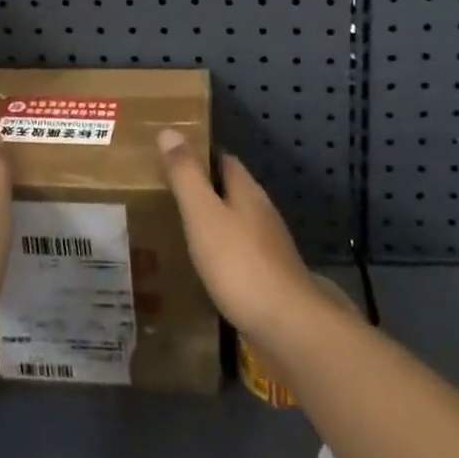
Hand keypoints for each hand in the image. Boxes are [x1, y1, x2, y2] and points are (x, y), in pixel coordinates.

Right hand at [157, 129, 333, 349]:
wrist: (289, 327)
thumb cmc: (240, 264)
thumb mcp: (203, 215)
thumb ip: (186, 175)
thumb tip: (170, 130)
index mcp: (247, 191)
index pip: (224, 160)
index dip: (201, 156)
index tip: (174, 159)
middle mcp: (263, 212)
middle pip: (233, 191)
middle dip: (207, 191)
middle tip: (170, 197)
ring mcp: (272, 247)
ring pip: (239, 223)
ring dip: (216, 223)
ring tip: (184, 232)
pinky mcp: (273, 278)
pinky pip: (243, 254)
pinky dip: (225, 254)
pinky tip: (209, 270)